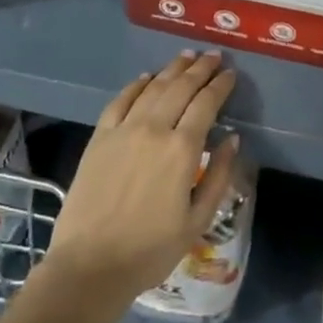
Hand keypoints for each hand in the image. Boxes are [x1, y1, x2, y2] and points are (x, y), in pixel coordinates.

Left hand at [43, 51, 237, 315]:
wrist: (89, 266)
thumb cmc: (150, 251)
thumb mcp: (197, 221)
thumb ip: (219, 177)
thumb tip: (232, 139)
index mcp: (182, 150)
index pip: (206, 104)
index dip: (220, 85)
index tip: (231, 74)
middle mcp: (154, 129)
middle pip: (181, 87)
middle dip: (200, 69)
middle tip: (214, 56)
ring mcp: (123, 130)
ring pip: (153, 87)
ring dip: (172, 69)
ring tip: (186, 57)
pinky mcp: (99, 137)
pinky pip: (120, 100)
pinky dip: (136, 85)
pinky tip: (146, 77)